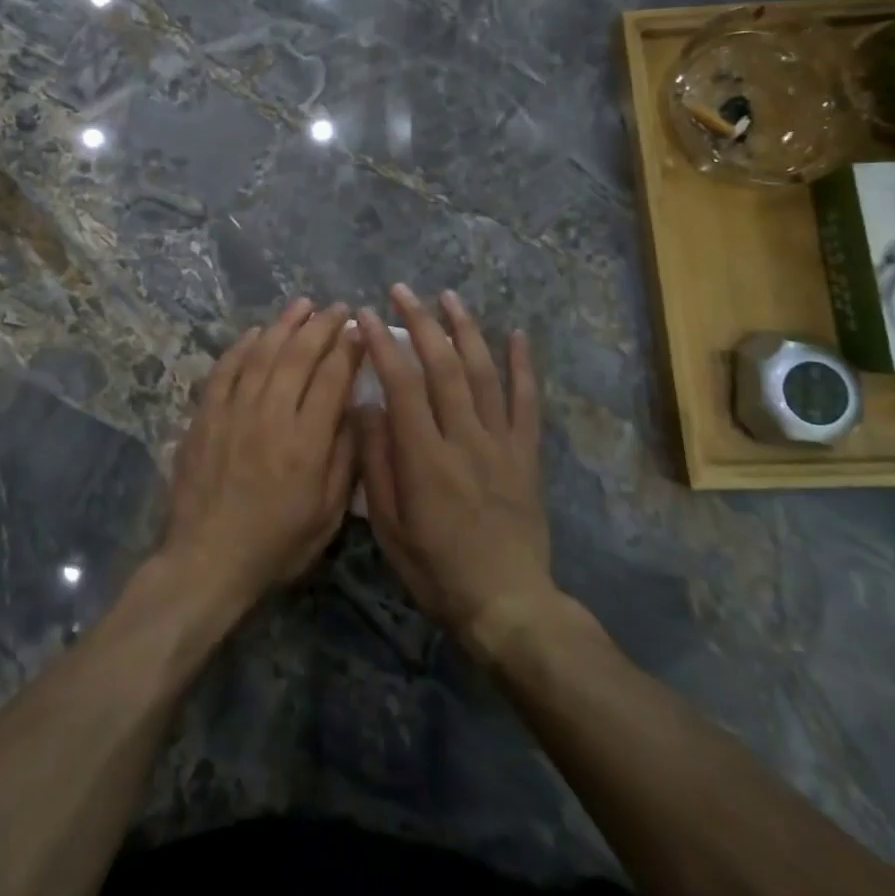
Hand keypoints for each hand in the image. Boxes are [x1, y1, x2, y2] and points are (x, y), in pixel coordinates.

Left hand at [162, 299, 360, 609]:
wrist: (207, 559)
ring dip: (284, 325)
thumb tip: (357, 409)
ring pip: (262, 354)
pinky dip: (242, 347)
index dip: (348, 349)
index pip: (332, 378)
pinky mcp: (206, 415)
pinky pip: (225, 369)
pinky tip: (255, 333)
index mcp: (306, 442)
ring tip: (302, 305)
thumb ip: (345, 458)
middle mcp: (270, 415)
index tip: (359, 329)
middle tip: (337, 309)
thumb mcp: (327, 515)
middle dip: (322, 327)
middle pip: (299, 356)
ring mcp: (234, 411)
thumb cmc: (276, 543)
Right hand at [353, 285, 553, 657]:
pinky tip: (518, 334)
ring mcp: (501, 443)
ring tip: (449, 296)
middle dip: (421, 322)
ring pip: (484, 373)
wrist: (508, 605)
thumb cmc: (436, 569)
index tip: (367, 315)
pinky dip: (524, 366)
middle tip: (402, 290)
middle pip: (443, 367)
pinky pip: (528, 402)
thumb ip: (376, 462)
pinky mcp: (527, 454)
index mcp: (426, 457)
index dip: (383, 344)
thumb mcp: (388, 527)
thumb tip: (366, 405)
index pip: (402, 385)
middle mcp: (465, 438)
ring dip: (466, 329)